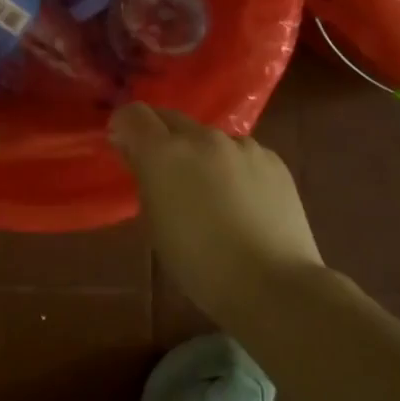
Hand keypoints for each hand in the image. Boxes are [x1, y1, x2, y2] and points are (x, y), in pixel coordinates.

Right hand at [110, 104, 324, 325]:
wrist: (274, 286)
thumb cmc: (200, 265)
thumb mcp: (156, 224)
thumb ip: (145, 178)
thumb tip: (136, 152)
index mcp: (163, 153)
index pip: (132, 114)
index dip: (125, 128)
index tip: (126, 149)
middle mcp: (201, 137)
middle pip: (169, 118)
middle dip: (161, 137)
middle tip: (164, 172)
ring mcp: (240, 145)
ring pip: (207, 136)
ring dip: (199, 153)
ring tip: (210, 190)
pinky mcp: (272, 158)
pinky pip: (240, 151)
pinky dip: (233, 166)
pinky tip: (243, 199)